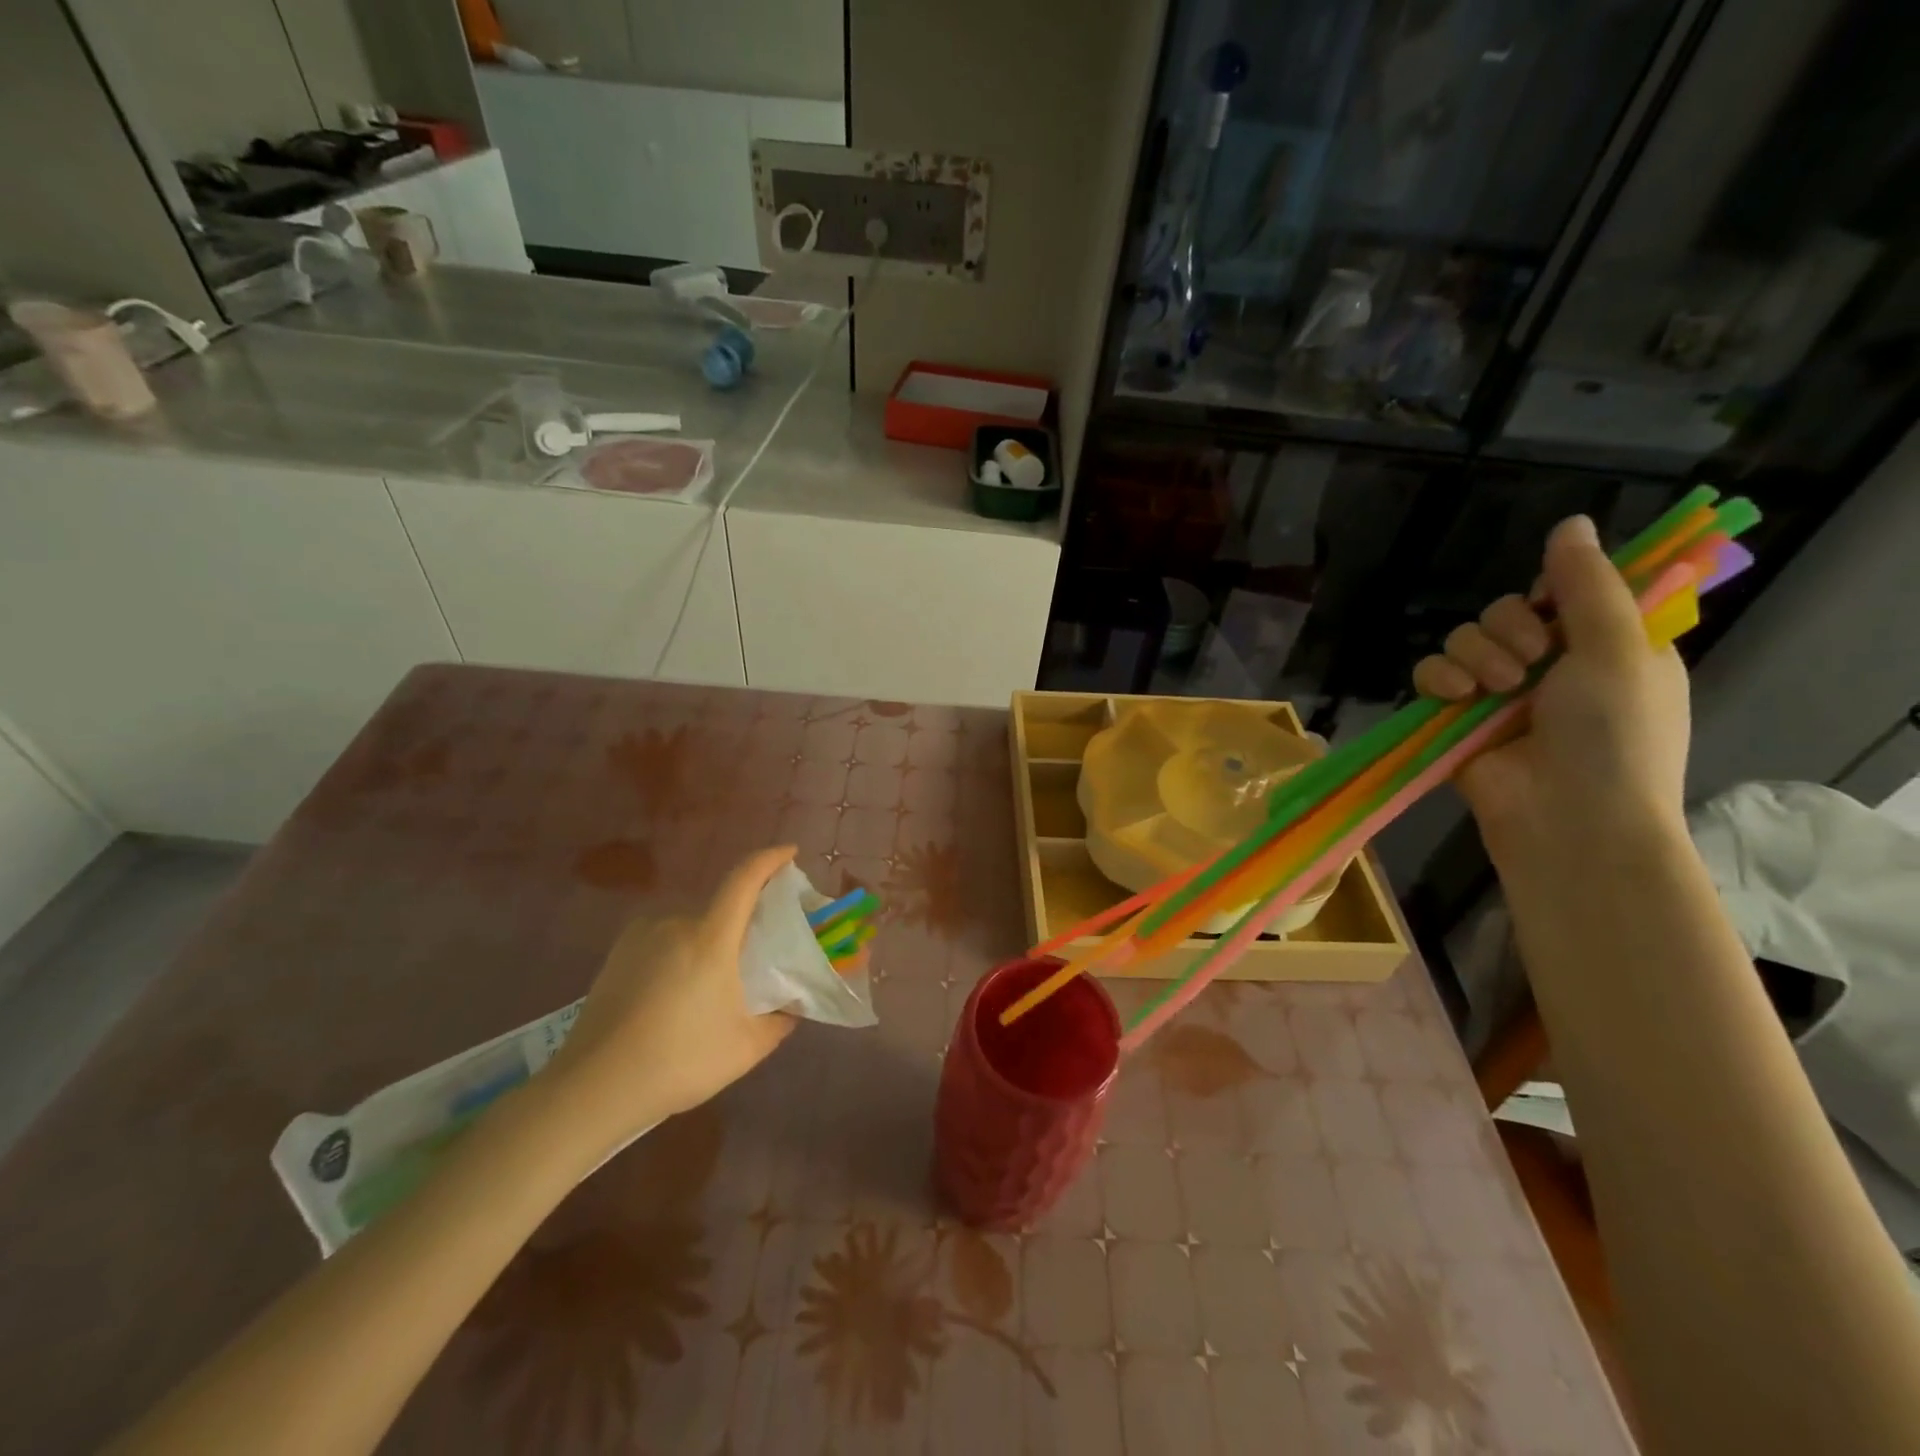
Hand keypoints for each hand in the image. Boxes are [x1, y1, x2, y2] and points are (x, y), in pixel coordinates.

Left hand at [542, 846, 797, 1153]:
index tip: (790, 854)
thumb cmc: (679, 1061)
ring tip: (713, 983)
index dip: (770, 858)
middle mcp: (674, 923)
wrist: (594, 1088)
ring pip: (691, 926)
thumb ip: (780, 1021)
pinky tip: (677, 993)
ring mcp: (640, 936)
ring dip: (709, 942)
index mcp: (710, 936)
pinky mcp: (617, 955)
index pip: (744, 878)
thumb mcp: (746, 1048)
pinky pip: (663, 939)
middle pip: (719, 906)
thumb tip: (794, 1006)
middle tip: (756, 955)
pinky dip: (681, 953)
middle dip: (743, 921)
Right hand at [1411, 514, 1690, 866]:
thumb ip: (1587, 585)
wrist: (1568, 819)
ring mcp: (1498, 694)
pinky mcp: (1454, 718)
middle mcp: (1550, 666)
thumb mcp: (1617, 649)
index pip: (1565, 594)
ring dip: (1475, 655)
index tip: (1553, 609)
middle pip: (1505, 612)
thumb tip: (1570, 521)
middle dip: (1508, 630)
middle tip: (1530, 662)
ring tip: (1494, 690)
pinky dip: (1437, 678)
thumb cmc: (1613, 735)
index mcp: (1604, 647)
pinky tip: (1454, 695)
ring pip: (1463, 639)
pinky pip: (1429, 674)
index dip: (1552, 594)